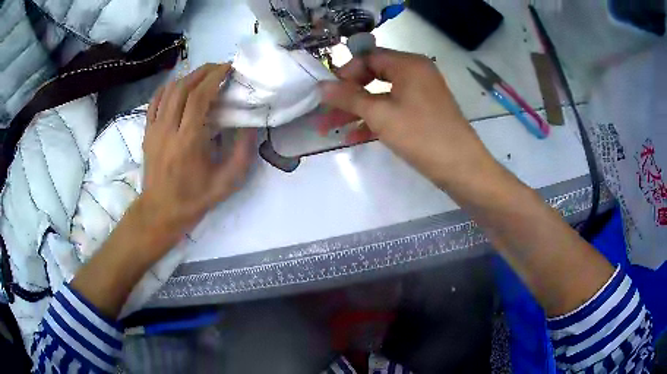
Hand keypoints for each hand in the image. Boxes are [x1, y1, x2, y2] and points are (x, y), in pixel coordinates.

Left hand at [140, 63, 255, 250]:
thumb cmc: (194, 199)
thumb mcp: (227, 182)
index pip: (199, 97)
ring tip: (203, 75)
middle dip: (203, 71)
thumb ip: (243, 153)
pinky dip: (167, 88)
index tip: (229, 68)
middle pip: (183, 88)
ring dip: (187, 77)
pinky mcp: (147, 132)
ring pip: (168, 91)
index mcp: (188, 140)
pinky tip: (178, 86)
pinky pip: (154, 102)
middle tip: (219, 68)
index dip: (214, 77)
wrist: (160, 212)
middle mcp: (168, 129)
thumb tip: (250, 125)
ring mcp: (154, 129)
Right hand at [319, 48, 492, 184]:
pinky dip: (375, 120)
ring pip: (382, 95)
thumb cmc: (421, 135)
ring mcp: (421, 93)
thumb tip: (321, 86)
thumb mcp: (380, 115)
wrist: (462, 168)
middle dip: (348, 95)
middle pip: (374, 75)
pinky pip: (394, 109)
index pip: (369, 57)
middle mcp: (416, 73)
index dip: (345, 72)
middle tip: (327, 110)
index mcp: (408, 64)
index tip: (328, 92)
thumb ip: (349, 98)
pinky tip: (354, 137)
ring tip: (331, 128)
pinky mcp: (424, 112)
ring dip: (357, 110)